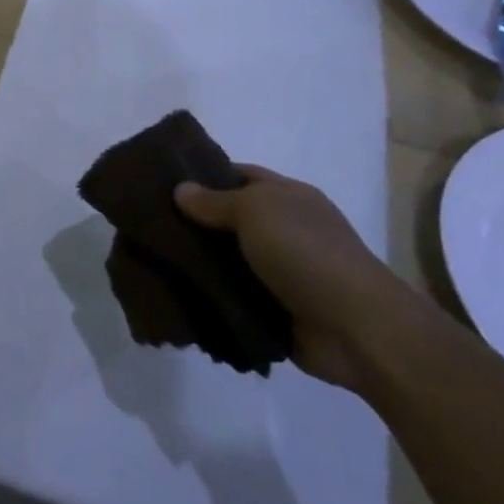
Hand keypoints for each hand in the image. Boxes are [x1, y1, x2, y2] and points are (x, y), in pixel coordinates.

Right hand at [174, 165, 432, 391]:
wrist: (356, 329)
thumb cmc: (306, 253)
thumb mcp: (256, 211)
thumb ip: (215, 201)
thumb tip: (180, 189)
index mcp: (288, 198)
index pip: (239, 175)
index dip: (203, 174)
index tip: (162, 182)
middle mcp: (284, 230)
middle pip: (229, 219)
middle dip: (192, 223)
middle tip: (147, 224)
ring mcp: (280, 272)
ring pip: (227, 261)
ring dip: (197, 264)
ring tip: (151, 261)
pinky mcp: (274, 311)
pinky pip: (232, 298)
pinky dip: (209, 298)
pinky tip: (173, 294)